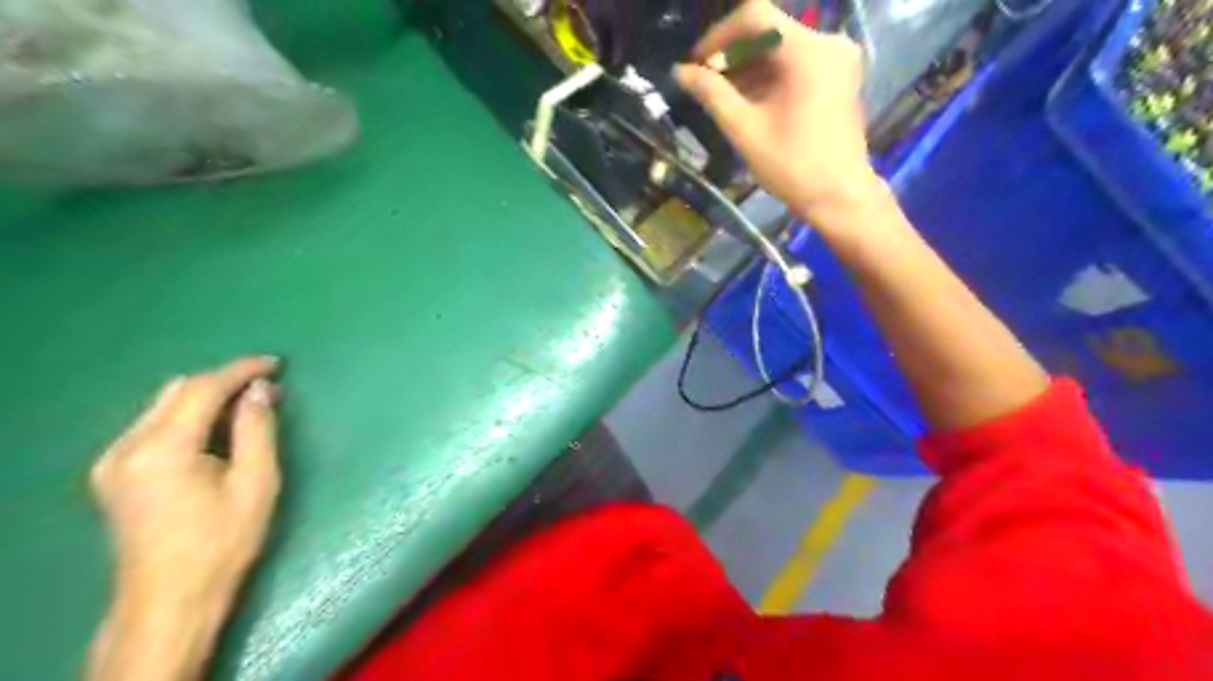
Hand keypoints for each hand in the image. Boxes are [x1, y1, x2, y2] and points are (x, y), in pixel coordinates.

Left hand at [90, 361, 281, 623]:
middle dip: (224, 381)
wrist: (170, 597)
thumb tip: (261, 389)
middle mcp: (127, 447)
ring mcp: (112, 461)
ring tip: (248, 406)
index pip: (202, 388)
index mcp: (163, 449)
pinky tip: (215, 430)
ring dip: (206, 398)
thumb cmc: (223, 541)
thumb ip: (257, 429)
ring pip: (162, 405)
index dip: (241, 370)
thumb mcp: (255, 482)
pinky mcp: (112, 474)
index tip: (276, 363)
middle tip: (267, 388)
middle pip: (176, 390)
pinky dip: (188, 416)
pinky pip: (153, 425)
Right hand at [673, 0, 882, 219]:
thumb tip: (681, 71)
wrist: (839, 196)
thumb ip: (712, 94)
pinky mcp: (839, 76)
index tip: (697, 62)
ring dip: (749, 66)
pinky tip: (749, 99)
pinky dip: (770, 76)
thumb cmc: (792, 166)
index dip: (719, 35)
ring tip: (722, 94)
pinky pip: (797, 63)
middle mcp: (829, 43)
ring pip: (782, 48)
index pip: (756, 17)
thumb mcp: (745, 130)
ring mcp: (838, 59)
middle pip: (770, 31)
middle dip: (733, 54)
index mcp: (808, 51)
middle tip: (705, 81)